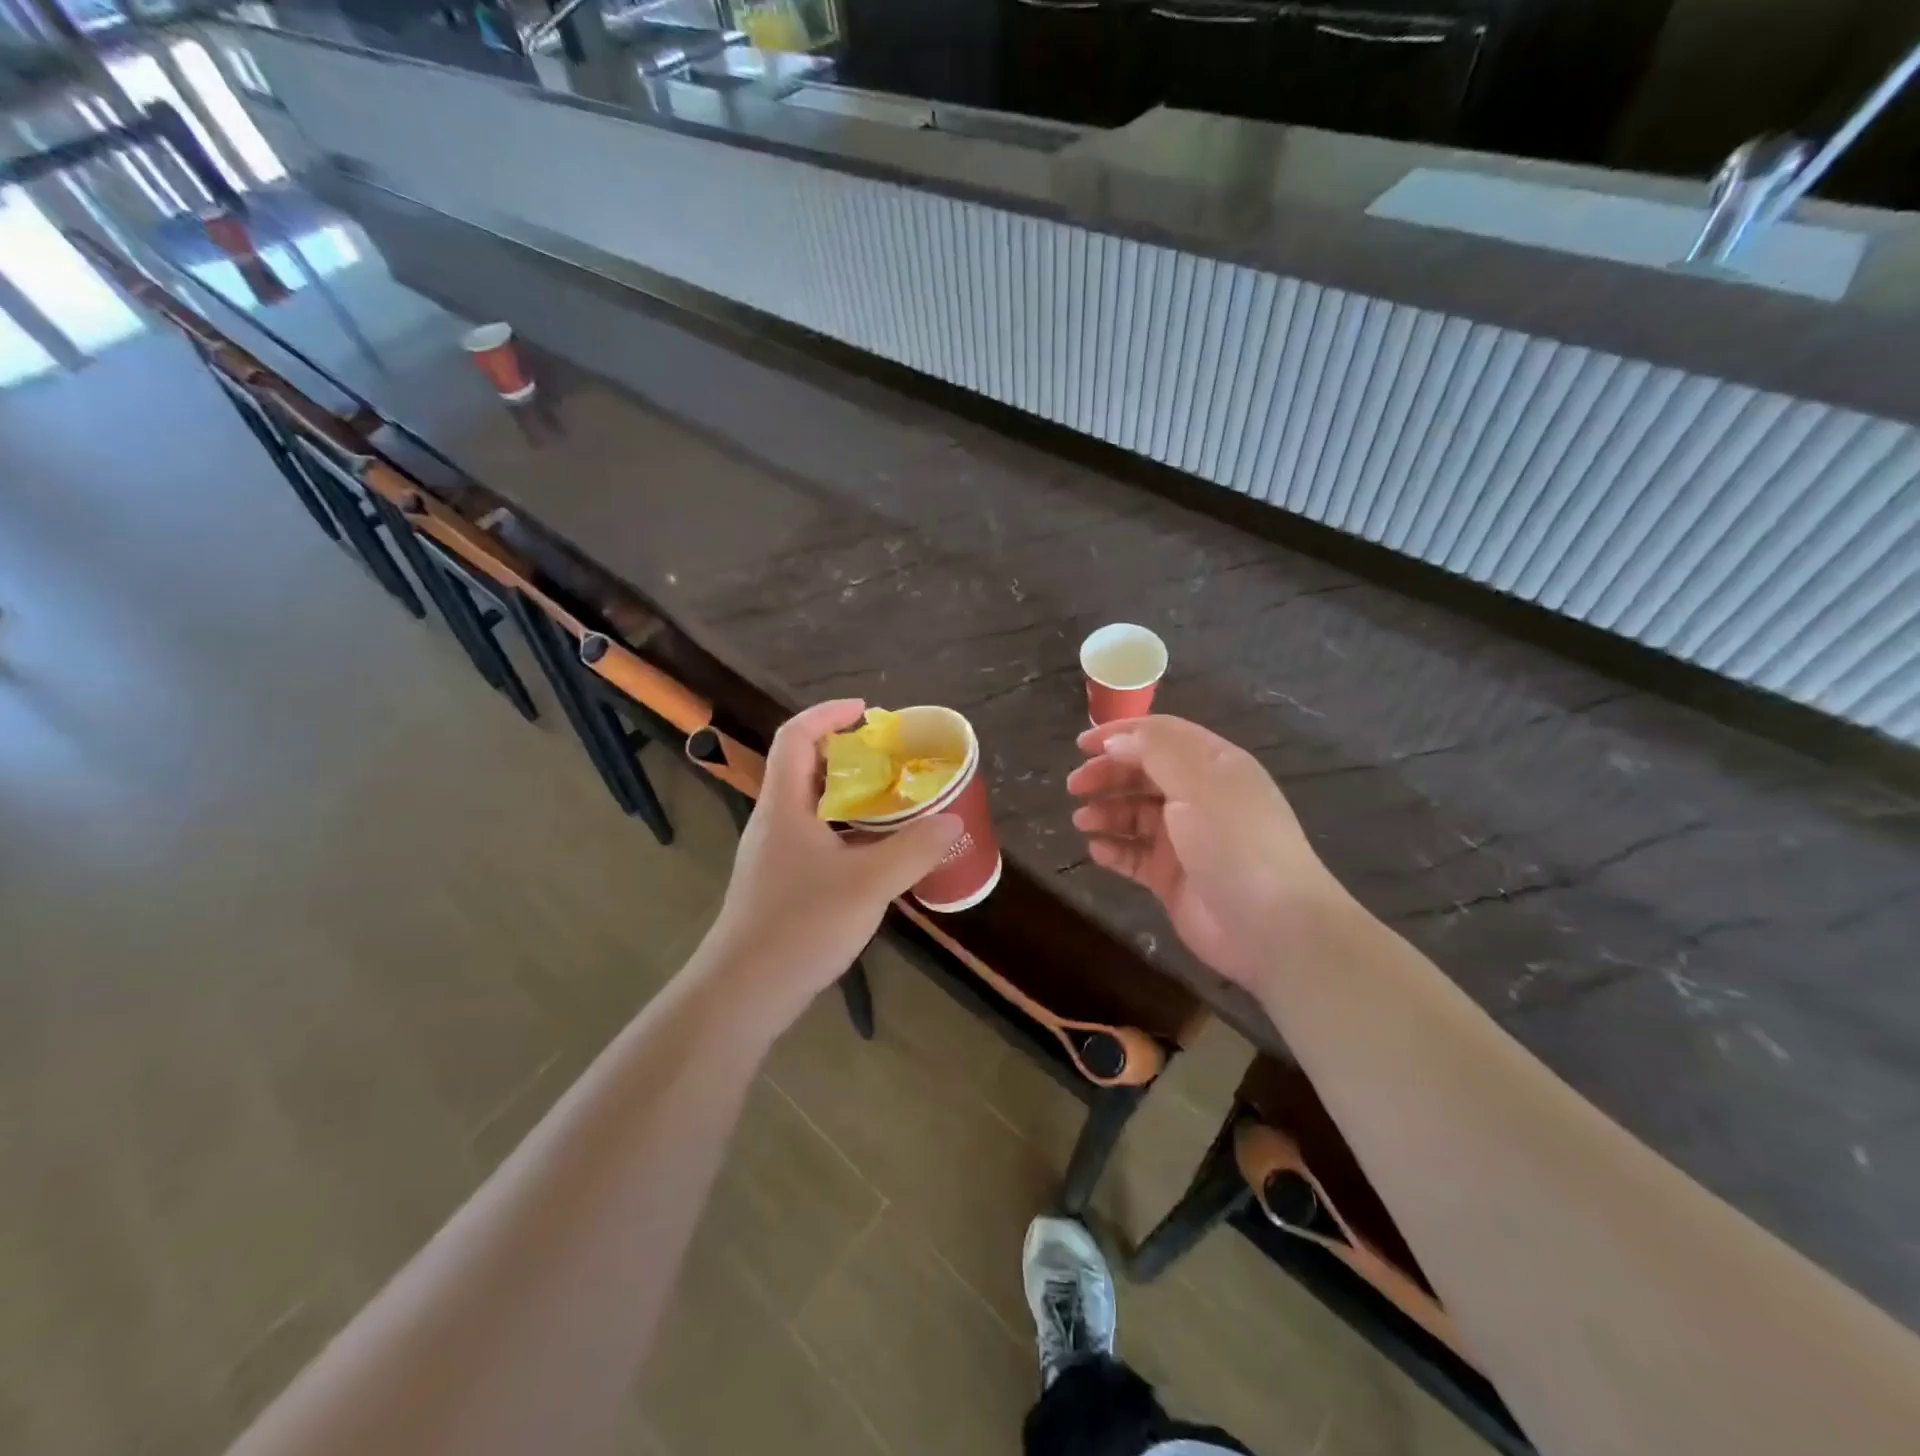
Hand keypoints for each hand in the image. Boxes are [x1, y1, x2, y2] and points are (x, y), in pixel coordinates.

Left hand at [698, 699, 960, 1028]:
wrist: (743, 992)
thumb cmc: (799, 925)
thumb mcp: (867, 884)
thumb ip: (913, 849)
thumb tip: (952, 821)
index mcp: (784, 805)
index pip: (795, 737)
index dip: (828, 714)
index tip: (867, 712)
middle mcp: (775, 822)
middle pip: (806, 769)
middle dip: (850, 756)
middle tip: (895, 761)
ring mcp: (775, 855)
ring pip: (814, 808)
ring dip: (852, 798)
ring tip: (896, 803)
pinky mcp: (782, 885)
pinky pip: (818, 840)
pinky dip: (849, 833)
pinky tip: (879, 857)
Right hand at [1067, 715, 1351, 992]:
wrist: (1272, 927)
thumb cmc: (1235, 843)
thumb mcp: (1198, 783)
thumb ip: (1155, 752)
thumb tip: (1116, 740)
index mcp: (1213, 766)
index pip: (1161, 736)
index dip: (1120, 734)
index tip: (1081, 745)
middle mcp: (1199, 797)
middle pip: (1143, 774)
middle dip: (1107, 775)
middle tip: (1074, 787)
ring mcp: (1186, 839)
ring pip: (1135, 815)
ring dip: (1106, 813)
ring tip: (1082, 822)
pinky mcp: (1173, 877)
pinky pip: (1135, 855)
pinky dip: (1114, 849)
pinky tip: (1097, 851)